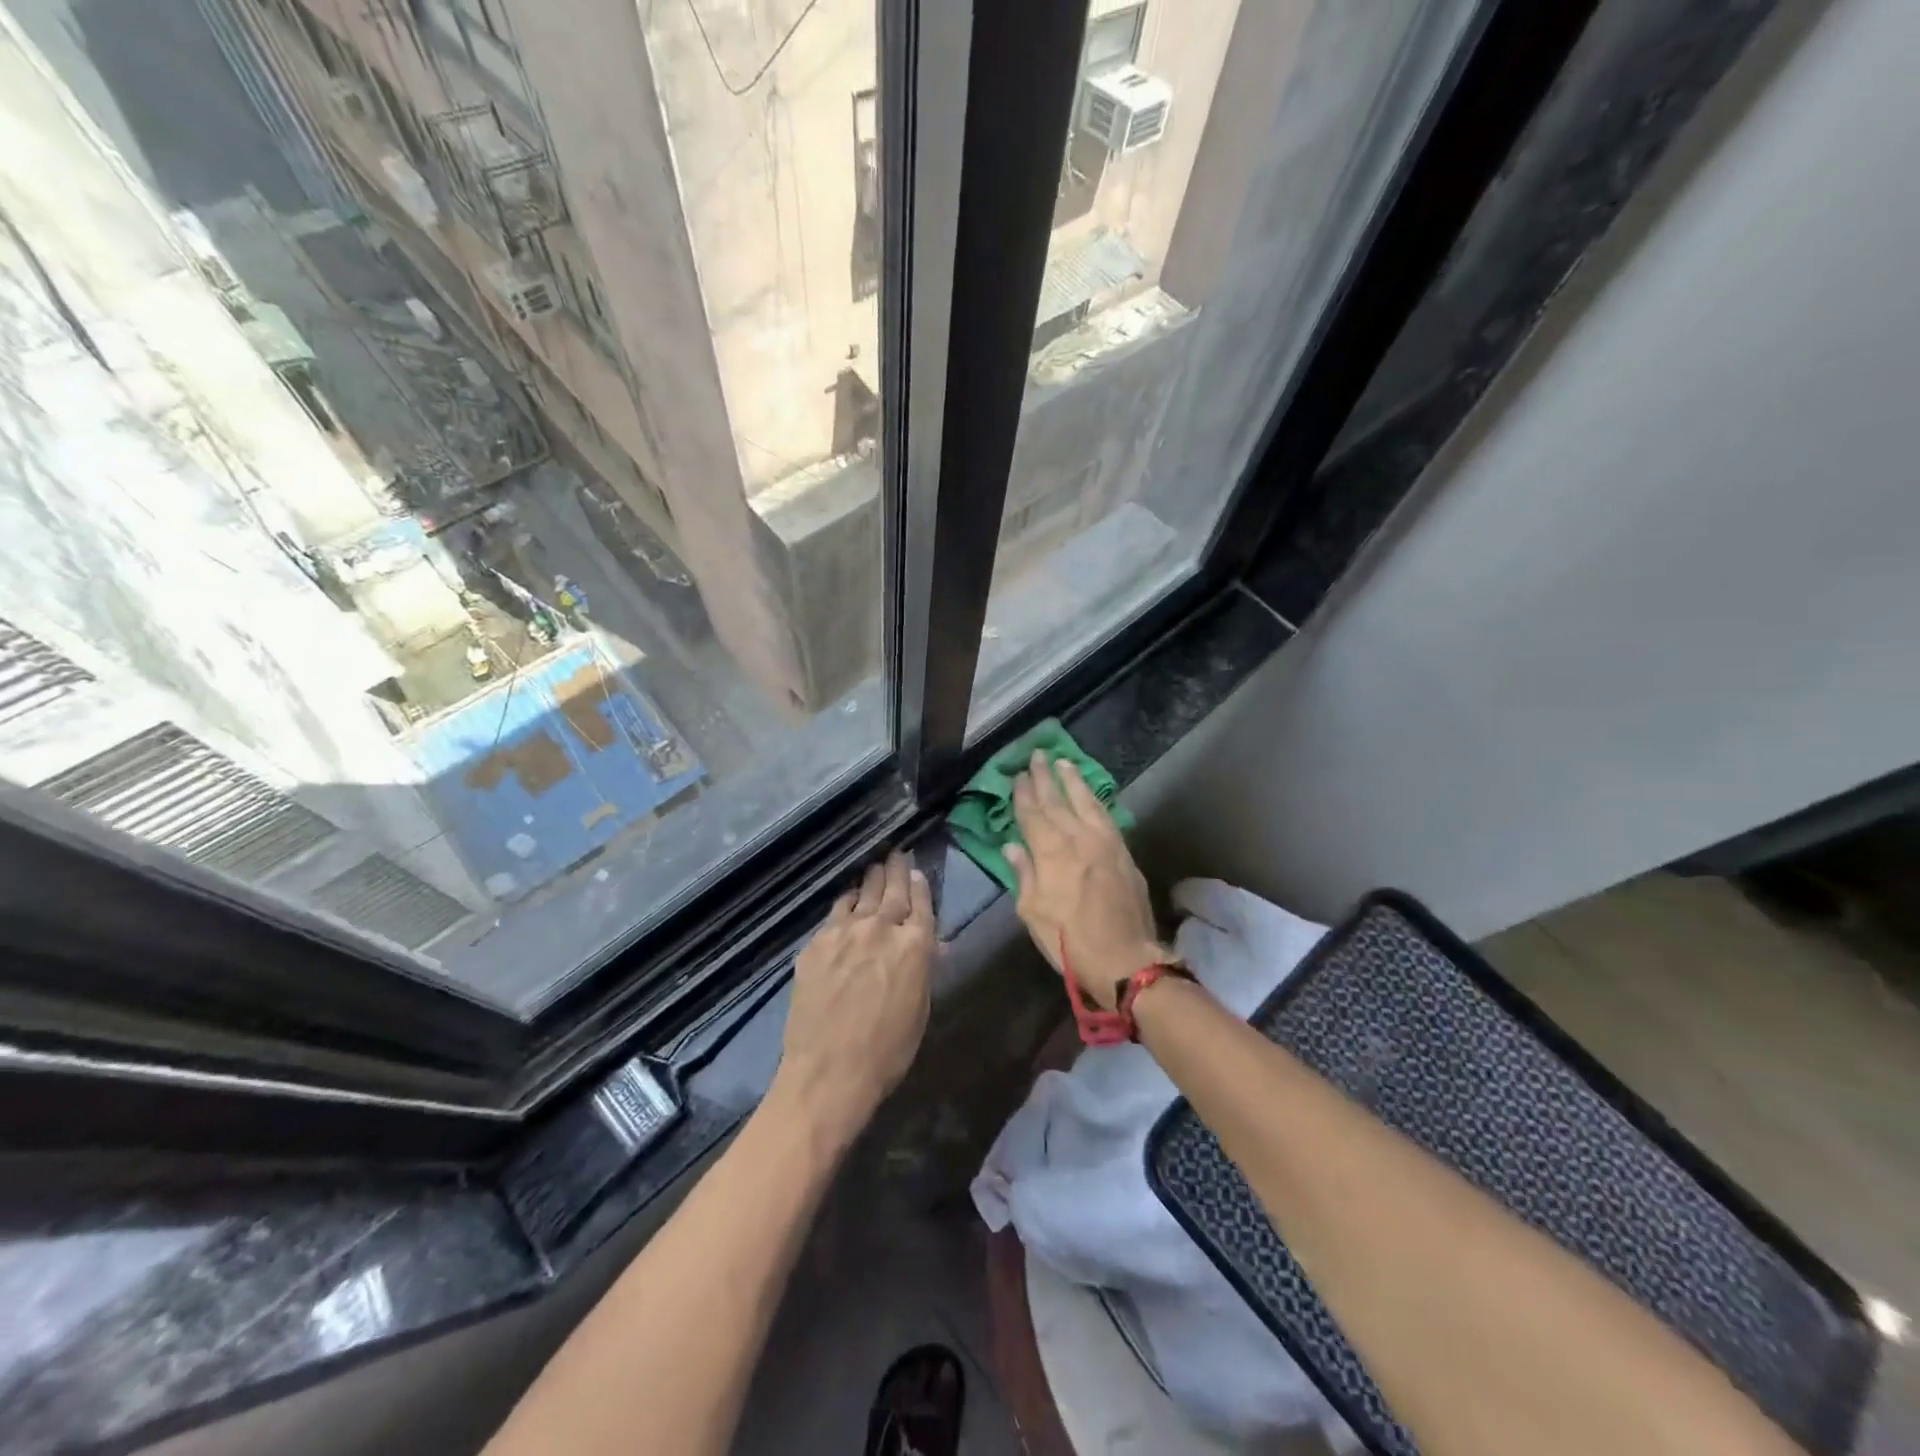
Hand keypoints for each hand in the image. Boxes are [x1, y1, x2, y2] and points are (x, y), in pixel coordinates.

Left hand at [775, 851, 934, 1143]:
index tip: (916, 871)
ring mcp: (845, 932)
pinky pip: (835, 913)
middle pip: (891, 889)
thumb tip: (929, 946)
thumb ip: (923, 969)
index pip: (921, 903)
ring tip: (874, 867)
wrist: (829, 1071)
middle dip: (895, 869)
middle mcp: (882, 928)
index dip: (919, 885)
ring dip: (870, 879)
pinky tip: (847, 900)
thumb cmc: (887, 1051)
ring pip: (861, 894)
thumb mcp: (919, 1010)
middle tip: (896, 853)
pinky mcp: (817, 943)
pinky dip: (846, 902)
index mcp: (915, 945)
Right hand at [1006, 750, 1166, 1010]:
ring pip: (1086, 801)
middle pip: (1058, 800)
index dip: (1024, 793)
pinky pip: (1106, 816)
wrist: (1125, 959)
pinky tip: (1091, 794)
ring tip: (1064, 762)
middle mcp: (1078, 837)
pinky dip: (1096, 800)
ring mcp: (1105, 842)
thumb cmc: (1068, 941)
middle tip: (1038, 755)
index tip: (1018, 774)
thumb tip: (1012, 846)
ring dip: (1074, 781)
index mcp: (1051, 851)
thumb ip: (1023, 874)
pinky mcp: (1124, 852)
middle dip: (1046, 777)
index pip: (1033, 813)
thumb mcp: (1032, 912)